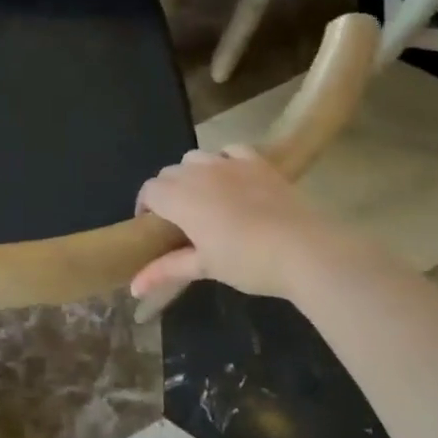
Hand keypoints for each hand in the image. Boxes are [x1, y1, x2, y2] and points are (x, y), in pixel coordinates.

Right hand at [132, 146, 327, 299]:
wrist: (303, 249)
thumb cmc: (246, 261)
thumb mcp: (204, 267)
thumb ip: (165, 271)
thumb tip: (134, 288)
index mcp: (179, 198)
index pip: (149, 191)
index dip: (146, 207)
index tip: (152, 227)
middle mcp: (198, 172)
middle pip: (169, 172)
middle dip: (167, 191)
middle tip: (179, 219)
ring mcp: (228, 162)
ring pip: (196, 157)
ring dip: (192, 173)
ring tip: (204, 197)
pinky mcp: (257, 161)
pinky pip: (230, 150)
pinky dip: (223, 159)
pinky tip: (231, 177)